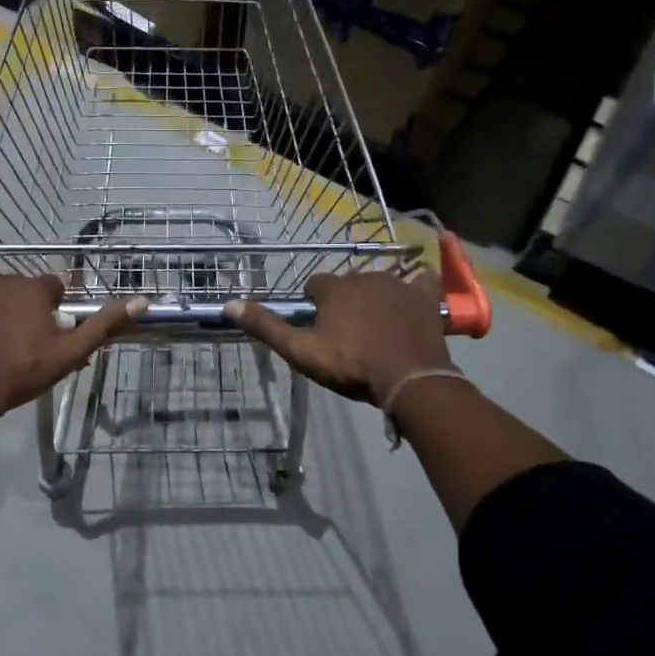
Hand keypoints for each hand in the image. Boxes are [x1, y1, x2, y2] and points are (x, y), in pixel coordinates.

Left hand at [0, 273, 146, 427]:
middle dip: (22, 307)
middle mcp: (3, 277)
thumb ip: (103, 325)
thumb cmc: (22, 372)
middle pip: (20, 287)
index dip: (52, 310)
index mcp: (35, 288)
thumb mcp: (69, 353)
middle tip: (20, 341)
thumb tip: (141, 301)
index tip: (47, 334)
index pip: (53, 287)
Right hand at [225, 271, 453, 406]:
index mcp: (335, 288)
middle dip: (344, 301)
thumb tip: (229, 305)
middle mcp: (365, 276)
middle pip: (347, 283)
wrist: (408, 379)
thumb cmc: (351, 364)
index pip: (315, 285)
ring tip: (376, 327)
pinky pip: (419, 281)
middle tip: (346, 333)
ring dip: (375, 298)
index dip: (313, 304)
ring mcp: (399, 284)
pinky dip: (414, 288)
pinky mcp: (425, 297)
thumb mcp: (301, 351)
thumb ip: (267, 327)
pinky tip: (412, 301)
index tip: (317, 327)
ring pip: (379, 283)